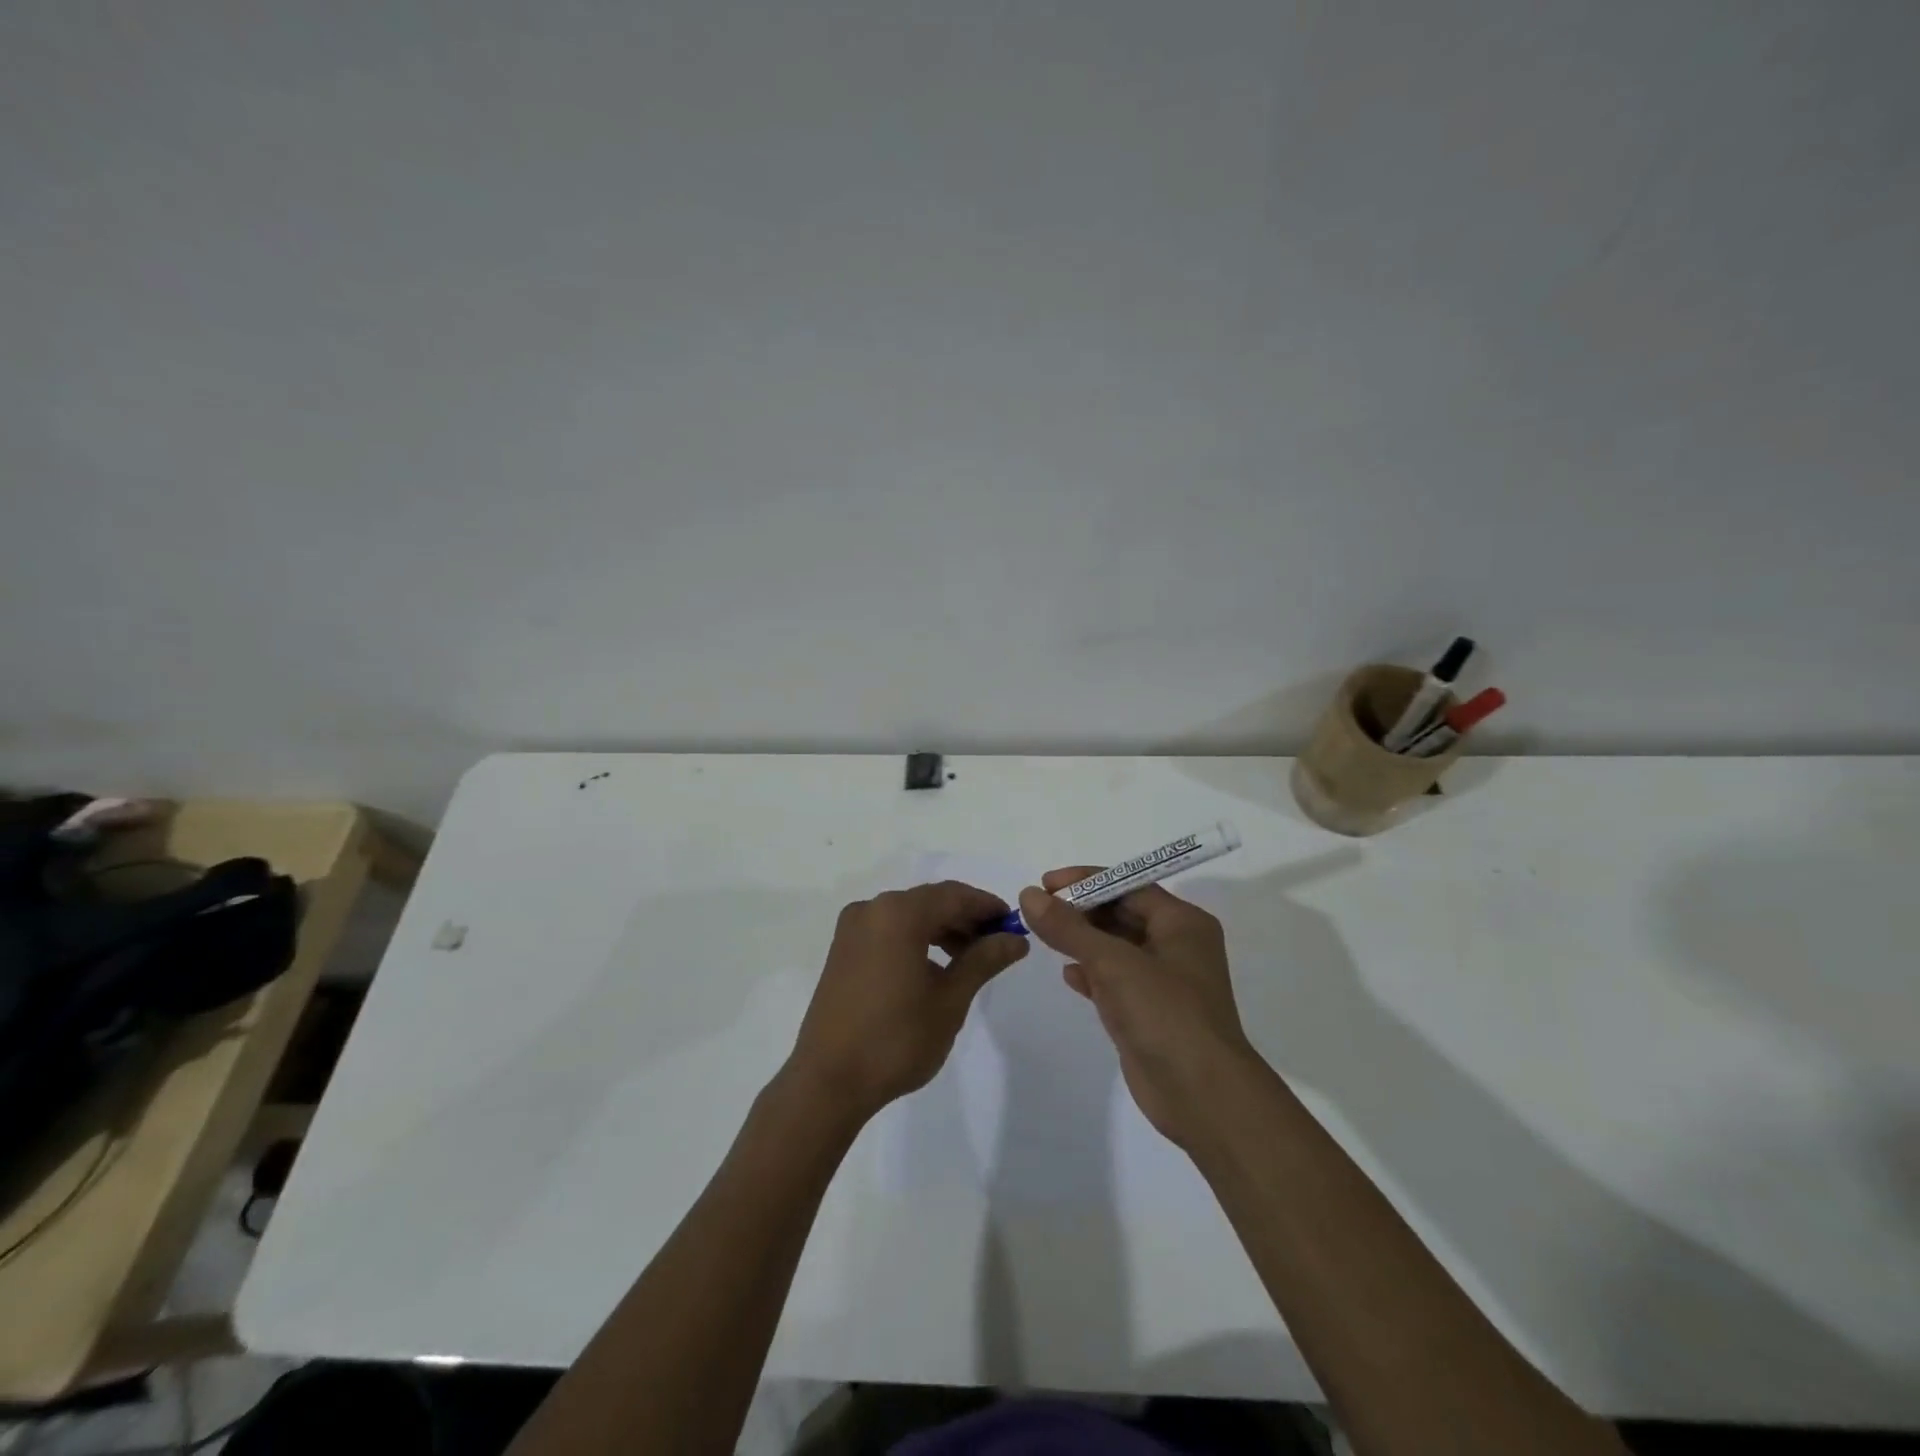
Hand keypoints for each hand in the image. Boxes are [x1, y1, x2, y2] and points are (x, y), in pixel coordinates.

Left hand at [786, 881, 1027, 1125]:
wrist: (828, 1081)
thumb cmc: (896, 1039)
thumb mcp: (950, 1000)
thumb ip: (983, 960)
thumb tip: (1016, 938)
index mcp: (898, 913)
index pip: (954, 895)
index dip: (987, 907)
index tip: (1014, 926)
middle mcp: (872, 909)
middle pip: (930, 901)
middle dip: (966, 919)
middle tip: (997, 945)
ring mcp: (852, 929)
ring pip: (908, 915)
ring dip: (941, 929)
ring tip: (970, 959)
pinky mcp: (842, 950)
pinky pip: (888, 930)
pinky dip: (916, 939)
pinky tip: (935, 967)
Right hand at [1018, 869, 1258, 1147]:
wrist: (1201, 1095)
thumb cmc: (1164, 1013)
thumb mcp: (1112, 962)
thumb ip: (1068, 927)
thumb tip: (1029, 895)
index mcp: (1182, 923)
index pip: (1129, 885)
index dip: (1086, 881)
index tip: (1046, 884)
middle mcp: (1177, 946)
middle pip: (1122, 914)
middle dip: (1082, 911)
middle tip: (1040, 910)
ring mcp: (1164, 982)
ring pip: (1116, 948)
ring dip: (1082, 941)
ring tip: (1044, 937)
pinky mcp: (1150, 1013)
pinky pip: (1115, 980)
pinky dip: (1091, 974)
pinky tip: (1067, 975)